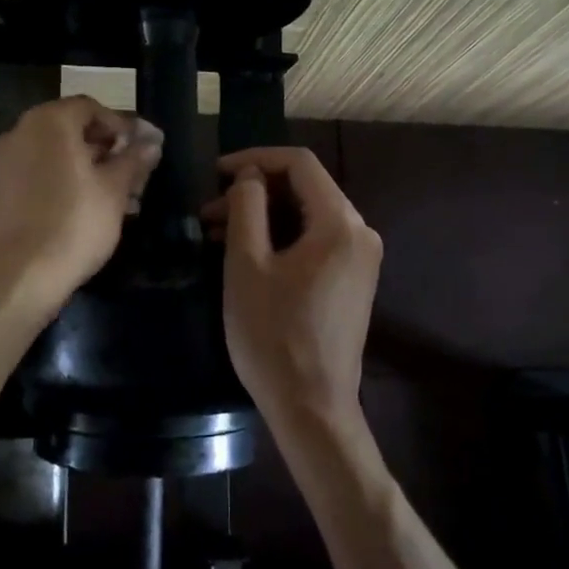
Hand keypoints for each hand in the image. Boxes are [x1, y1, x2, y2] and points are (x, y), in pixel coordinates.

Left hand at [0, 96, 162, 309]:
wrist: (21, 275)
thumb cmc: (75, 222)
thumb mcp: (115, 188)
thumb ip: (134, 159)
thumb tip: (152, 140)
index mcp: (50, 121)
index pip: (92, 108)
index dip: (122, 125)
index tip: (145, 148)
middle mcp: (23, 131)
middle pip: (74, 129)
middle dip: (108, 148)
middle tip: (137, 172)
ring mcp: (8, 160)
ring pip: (59, 153)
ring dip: (92, 167)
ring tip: (124, 196)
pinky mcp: (4, 189)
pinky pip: (44, 172)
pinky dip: (69, 180)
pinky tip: (95, 206)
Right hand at [206, 147, 381, 428]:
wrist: (312, 409)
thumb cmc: (274, 336)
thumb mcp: (248, 266)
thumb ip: (247, 208)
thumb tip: (249, 177)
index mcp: (340, 223)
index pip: (299, 164)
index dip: (255, 159)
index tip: (215, 173)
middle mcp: (360, 233)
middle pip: (305, 188)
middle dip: (254, 192)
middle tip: (209, 211)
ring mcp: (360, 258)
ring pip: (307, 215)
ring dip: (263, 216)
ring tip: (216, 233)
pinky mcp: (352, 280)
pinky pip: (315, 240)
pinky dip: (281, 237)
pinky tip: (245, 252)